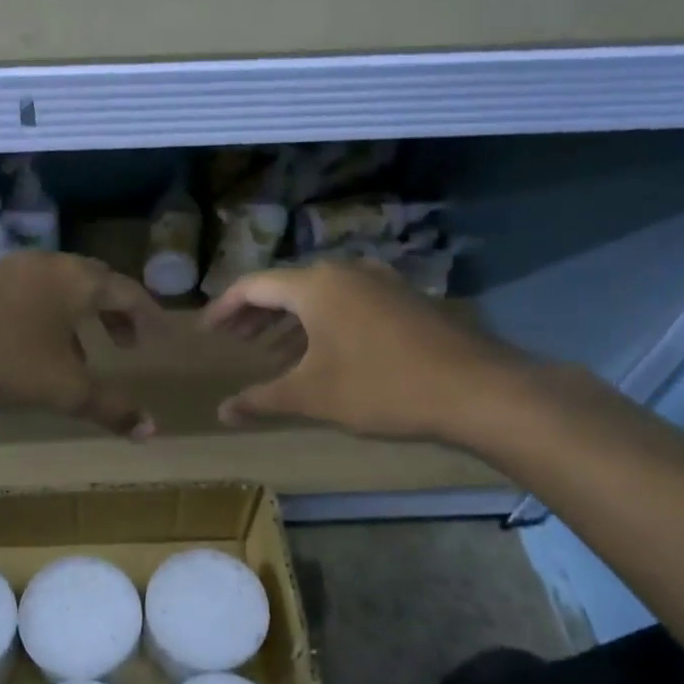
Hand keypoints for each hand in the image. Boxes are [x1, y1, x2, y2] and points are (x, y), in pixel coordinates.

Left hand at [0, 253, 163, 436]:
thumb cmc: (5, 358)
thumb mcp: (64, 389)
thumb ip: (111, 408)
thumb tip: (153, 431)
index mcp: (77, 281)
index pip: (126, 291)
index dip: (146, 315)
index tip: (156, 336)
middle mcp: (47, 265)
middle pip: (93, 282)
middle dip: (112, 313)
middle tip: (122, 342)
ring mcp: (8, 268)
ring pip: (56, 288)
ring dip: (75, 317)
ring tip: (78, 355)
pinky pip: (25, 294)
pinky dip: (42, 316)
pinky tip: (27, 348)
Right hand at [201, 261, 532, 443]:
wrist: (476, 389)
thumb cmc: (381, 387)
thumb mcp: (312, 396)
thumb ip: (262, 399)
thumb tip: (222, 412)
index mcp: (315, 286)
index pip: (253, 286)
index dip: (224, 308)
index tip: (206, 332)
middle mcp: (345, 271)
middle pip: (285, 286)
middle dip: (255, 314)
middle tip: (232, 340)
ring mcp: (379, 282)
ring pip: (318, 295)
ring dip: (288, 320)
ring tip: (268, 350)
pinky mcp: (403, 299)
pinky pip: (346, 302)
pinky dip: (320, 322)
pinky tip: (319, 352)